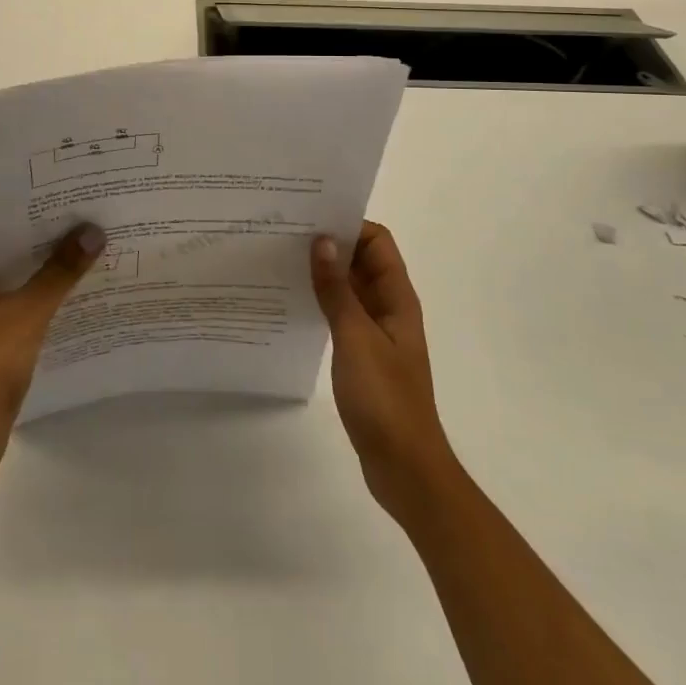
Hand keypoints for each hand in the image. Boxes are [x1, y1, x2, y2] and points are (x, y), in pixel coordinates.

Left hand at [0, 223, 104, 481]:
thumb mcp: (27, 312)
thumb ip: (60, 271)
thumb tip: (93, 232)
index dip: (32, 216)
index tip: (69, 201)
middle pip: (8, 253)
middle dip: (46, 242)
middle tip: (87, 219)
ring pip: (17, 278)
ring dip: (48, 269)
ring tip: (90, 245)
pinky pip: (20, 302)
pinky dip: (45, 294)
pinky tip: (79, 285)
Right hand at [311, 222, 461, 522]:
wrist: (404, 466)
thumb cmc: (384, 398)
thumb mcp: (356, 338)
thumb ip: (337, 290)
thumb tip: (321, 241)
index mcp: (397, 298)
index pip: (377, 241)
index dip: (348, 225)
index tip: (309, 218)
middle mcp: (389, 307)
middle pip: (362, 260)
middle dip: (329, 245)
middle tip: (284, 234)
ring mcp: (377, 332)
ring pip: (350, 287)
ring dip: (323, 274)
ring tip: (281, 262)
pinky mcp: (363, 354)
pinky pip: (342, 314)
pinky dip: (322, 302)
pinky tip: (292, 304)